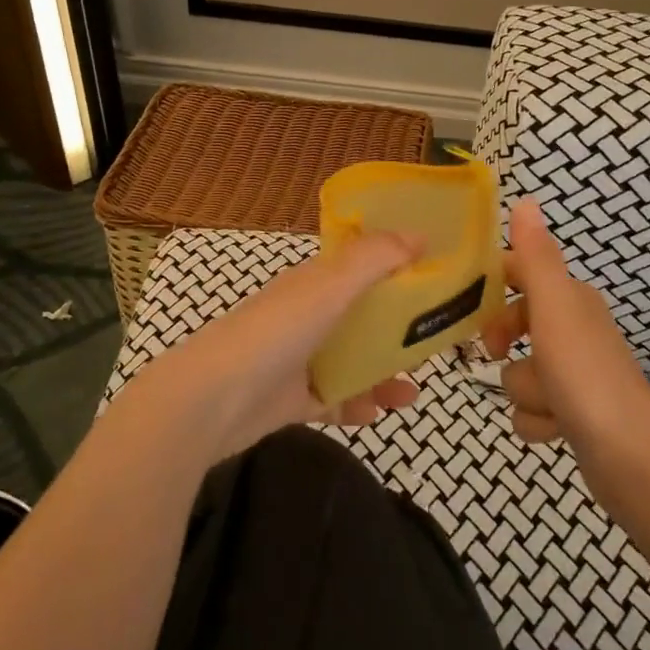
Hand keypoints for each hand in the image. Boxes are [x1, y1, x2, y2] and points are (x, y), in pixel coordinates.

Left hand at [131, 232, 424, 461]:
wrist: (212, 399)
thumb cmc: (277, 332)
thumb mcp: (331, 285)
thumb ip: (375, 258)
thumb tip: (421, 234)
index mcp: (316, 284)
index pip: (363, 270)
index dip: (398, 273)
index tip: (436, 286)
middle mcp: (308, 316)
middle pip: (363, 320)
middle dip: (398, 335)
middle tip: (431, 349)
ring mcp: (298, 358)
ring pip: (352, 363)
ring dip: (382, 377)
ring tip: (408, 396)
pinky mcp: (291, 399)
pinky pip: (333, 399)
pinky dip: (355, 406)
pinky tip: (373, 415)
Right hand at [480, 200, 649, 456]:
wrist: (631, 456)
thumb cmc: (585, 374)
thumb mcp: (554, 308)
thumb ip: (536, 257)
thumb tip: (526, 200)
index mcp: (570, 300)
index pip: (520, 273)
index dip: (491, 285)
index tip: (464, 304)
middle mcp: (573, 330)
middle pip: (514, 324)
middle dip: (505, 343)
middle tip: (497, 351)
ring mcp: (574, 374)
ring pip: (520, 372)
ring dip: (526, 391)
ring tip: (548, 403)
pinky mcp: (573, 413)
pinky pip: (532, 410)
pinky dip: (538, 422)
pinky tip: (554, 429)